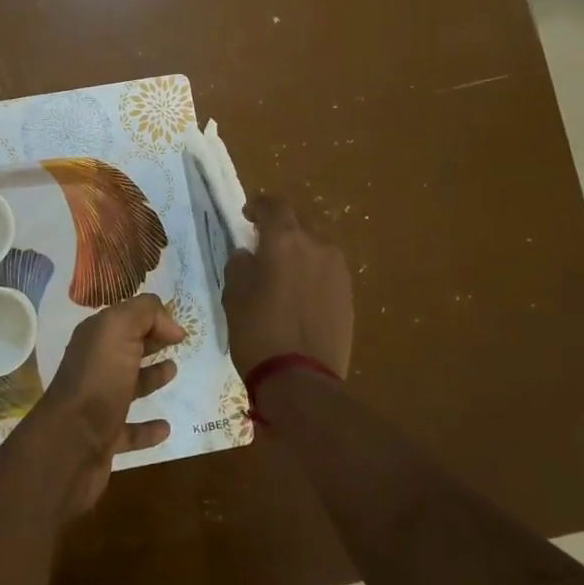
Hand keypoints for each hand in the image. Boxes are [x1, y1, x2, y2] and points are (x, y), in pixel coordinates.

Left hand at [31, 294, 185, 518]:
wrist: (70, 444)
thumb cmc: (98, 379)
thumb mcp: (119, 330)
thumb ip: (145, 313)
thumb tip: (171, 326)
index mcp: (95, 339)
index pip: (124, 319)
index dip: (151, 318)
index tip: (178, 329)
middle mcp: (94, 367)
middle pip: (126, 349)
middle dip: (150, 342)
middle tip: (178, 343)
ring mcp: (98, 404)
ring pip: (128, 386)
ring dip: (150, 378)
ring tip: (173, 372)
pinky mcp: (105, 438)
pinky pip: (130, 431)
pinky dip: (148, 428)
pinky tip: (166, 428)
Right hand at [224, 194, 352, 381]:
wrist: (301, 379)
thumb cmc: (258, 332)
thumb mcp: (234, 294)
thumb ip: (240, 264)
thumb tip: (248, 254)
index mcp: (284, 240)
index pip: (274, 205)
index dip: (259, 205)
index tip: (247, 216)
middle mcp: (316, 245)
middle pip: (298, 224)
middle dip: (281, 230)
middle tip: (264, 248)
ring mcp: (338, 270)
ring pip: (315, 248)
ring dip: (299, 253)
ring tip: (283, 275)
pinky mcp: (349, 294)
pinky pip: (327, 271)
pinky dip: (312, 273)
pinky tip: (300, 296)